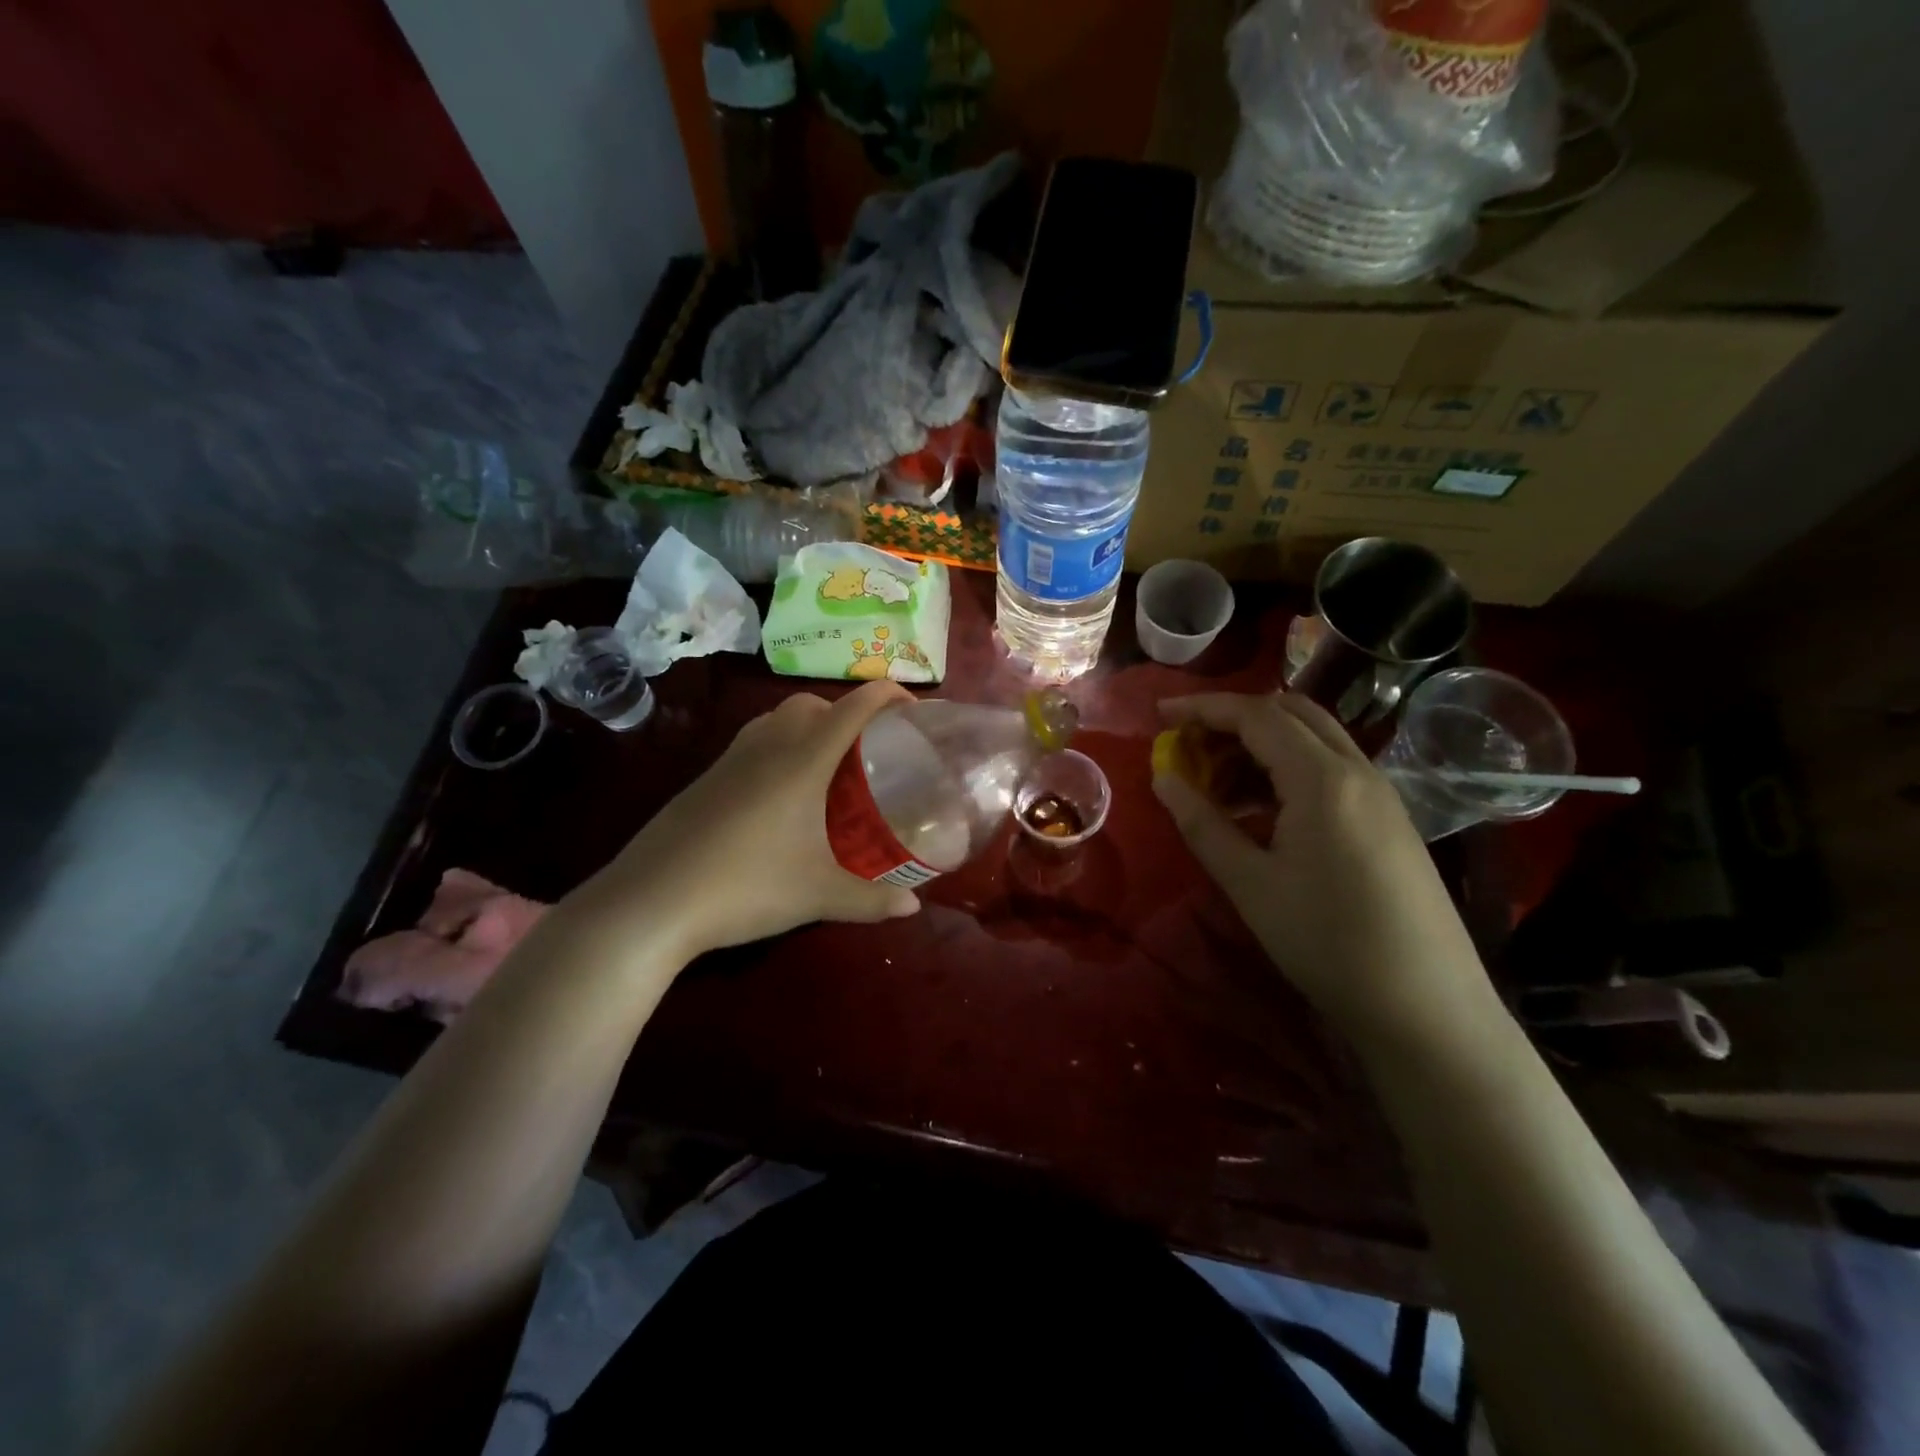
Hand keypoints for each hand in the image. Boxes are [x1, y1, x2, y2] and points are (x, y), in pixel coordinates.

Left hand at [568, 682, 922, 961]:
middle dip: (845, 711)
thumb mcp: (818, 896)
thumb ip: (871, 901)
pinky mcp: (705, 780)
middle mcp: (766, 747)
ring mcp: (729, 761)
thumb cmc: (746, 887)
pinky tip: (781, 795)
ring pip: (776, 719)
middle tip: (868, 748)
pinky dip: (778, 746)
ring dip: (808, 725)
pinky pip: (752, 743)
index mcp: (802, 760)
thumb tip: (914, 908)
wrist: (652, 901)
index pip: (852, 708)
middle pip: (811, 704)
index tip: (913, 707)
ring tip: (827, 766)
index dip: (886, 695)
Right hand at [1152, 693, 1498, 1050]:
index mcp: (1323, 779)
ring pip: (1314, 738)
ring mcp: (1381, 793)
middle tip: (1190, 744)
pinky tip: (1263, 807)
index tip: (1160, 713)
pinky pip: (1332, 767)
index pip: (1256, 715)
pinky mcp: (1390, 818)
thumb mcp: (1250, 884)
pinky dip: (1289, 767)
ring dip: (1262, 742)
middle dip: (1234, 717)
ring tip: (1218, 781)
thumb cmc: (1327, 942)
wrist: (1426, 1008)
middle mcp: (1358, 770)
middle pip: (1291, 712)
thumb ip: (1202, 823)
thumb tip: (1163, 778)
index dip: (1204, 707)